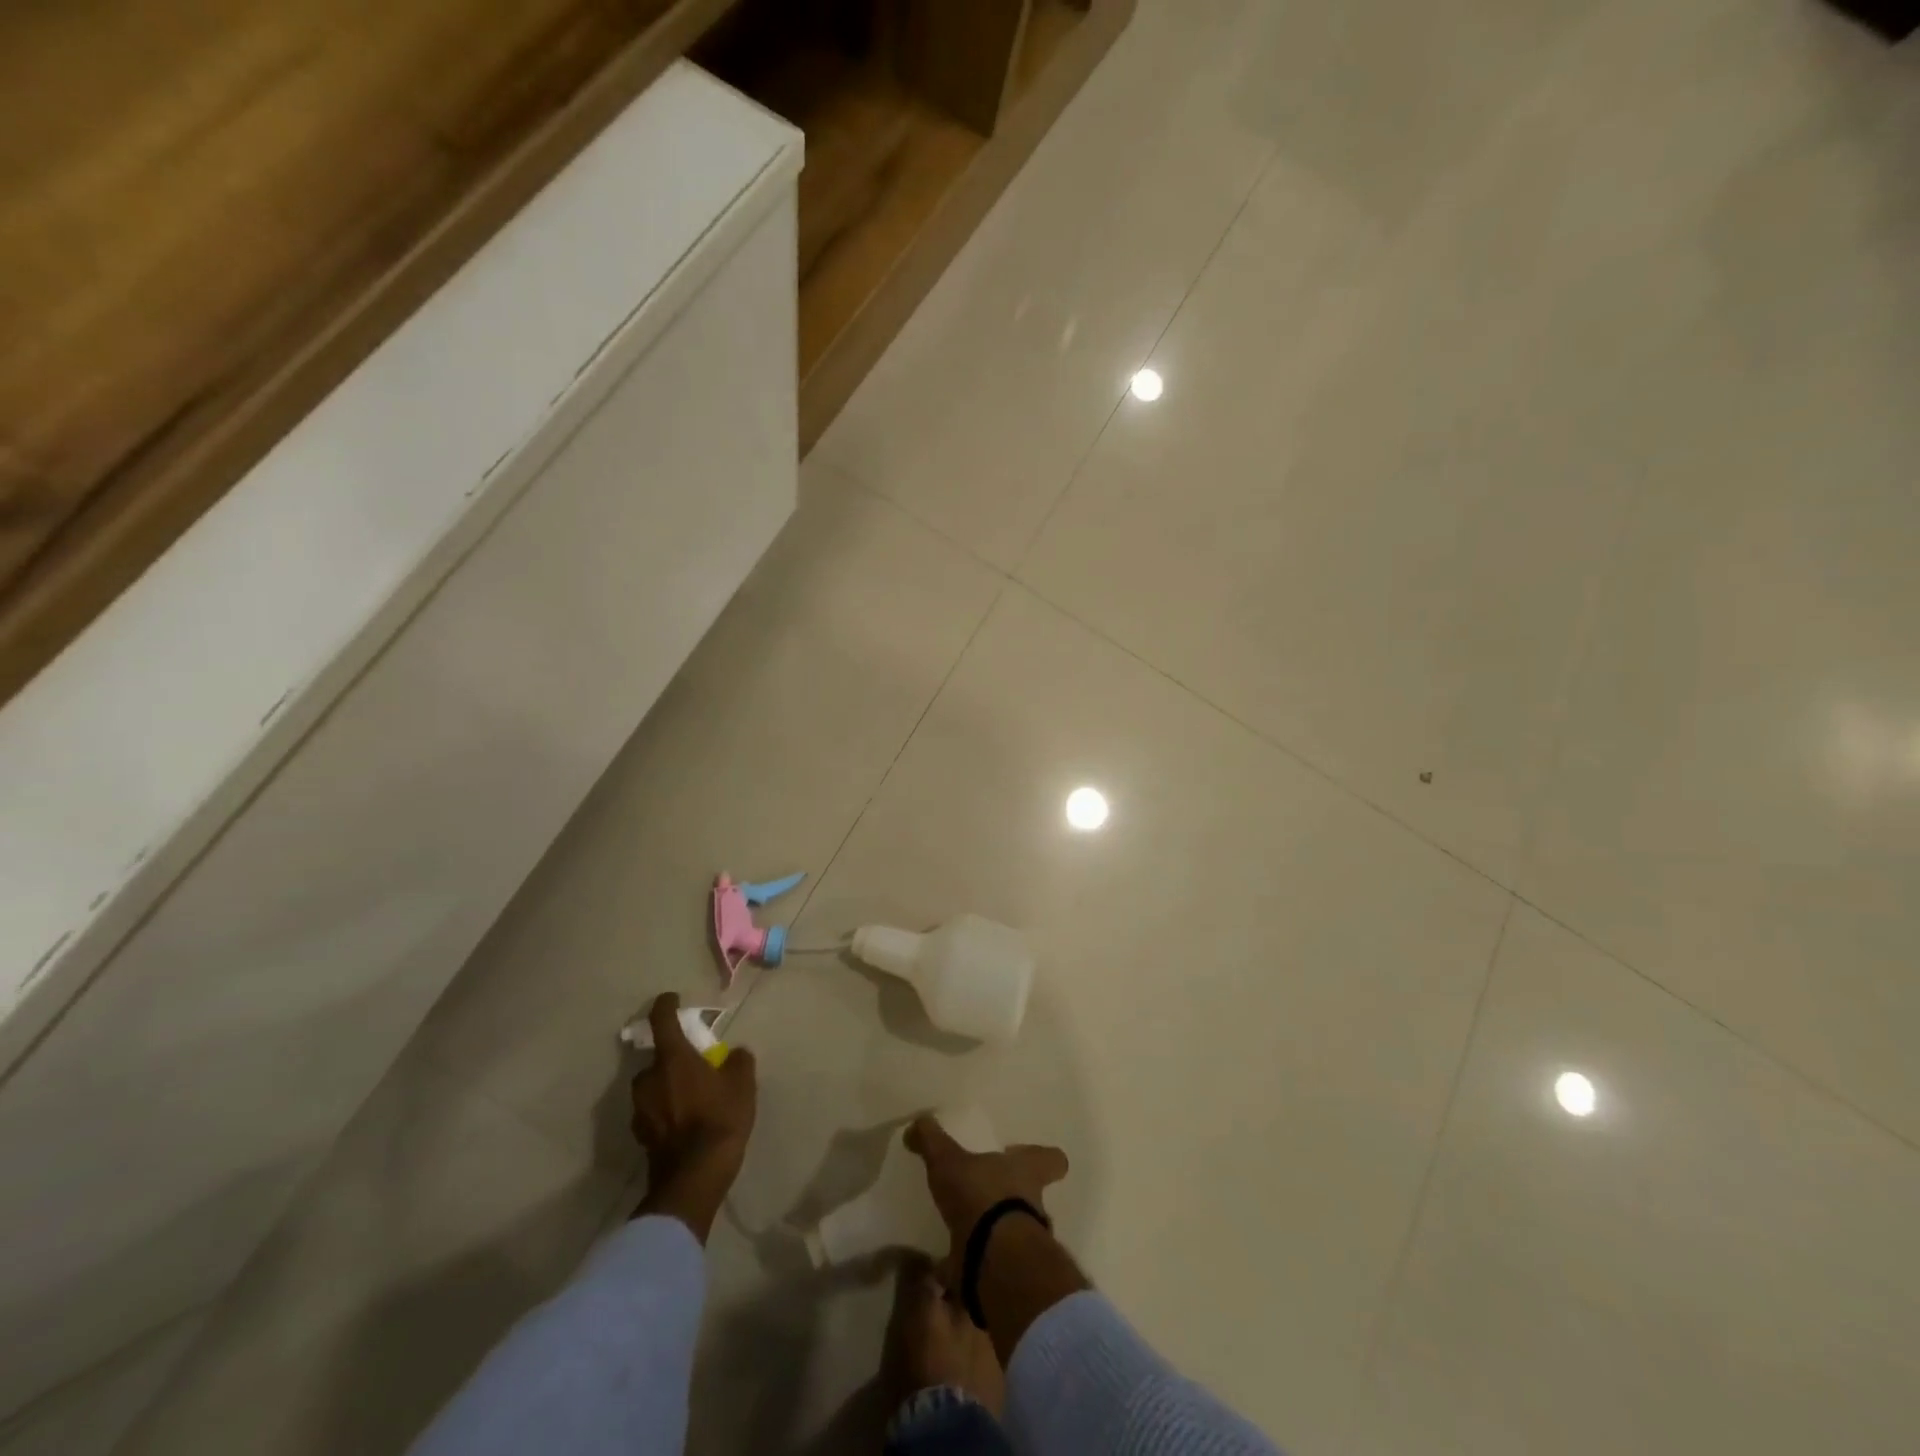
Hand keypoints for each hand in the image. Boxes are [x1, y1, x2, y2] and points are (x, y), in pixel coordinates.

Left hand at [631, 993, 756, 1240]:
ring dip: (667, 1085)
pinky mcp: (640, 1135)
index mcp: (673, 1059)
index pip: (662, 1020)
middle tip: (694, 1065)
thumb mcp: (742, 1084)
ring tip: (691, 1097)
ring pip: (653, 1086)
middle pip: (657, 1059)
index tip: (671, 998)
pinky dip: (664, 1110)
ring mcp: (640, 1109)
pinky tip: (684, 1122)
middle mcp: (649, 1078)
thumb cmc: (720, 1119)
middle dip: (673, 1058)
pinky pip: (653, 1111)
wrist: (694, 1178)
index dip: (666, 1005)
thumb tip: (734, 1054)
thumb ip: (738, 1061)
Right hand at [905, 1115, 1068, 1262]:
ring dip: (994, 1234)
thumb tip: (918, 1122)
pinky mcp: (1008, 1276)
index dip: (1046, 1159)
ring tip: (965, 1232)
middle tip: (987, 1196)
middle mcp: (1034, 1207)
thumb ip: (933, 1140)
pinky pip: (988, 1268)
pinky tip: (948, 1267)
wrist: (993, 1262)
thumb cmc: (981, 1197)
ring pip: (1014, 1234)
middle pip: (1033, 1198)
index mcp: (1027, 1173)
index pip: (1051, 1160)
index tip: (1037, 1159)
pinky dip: (971, 1268)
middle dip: (1012, 1199)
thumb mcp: (949, 1161)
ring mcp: (1024, 1245)